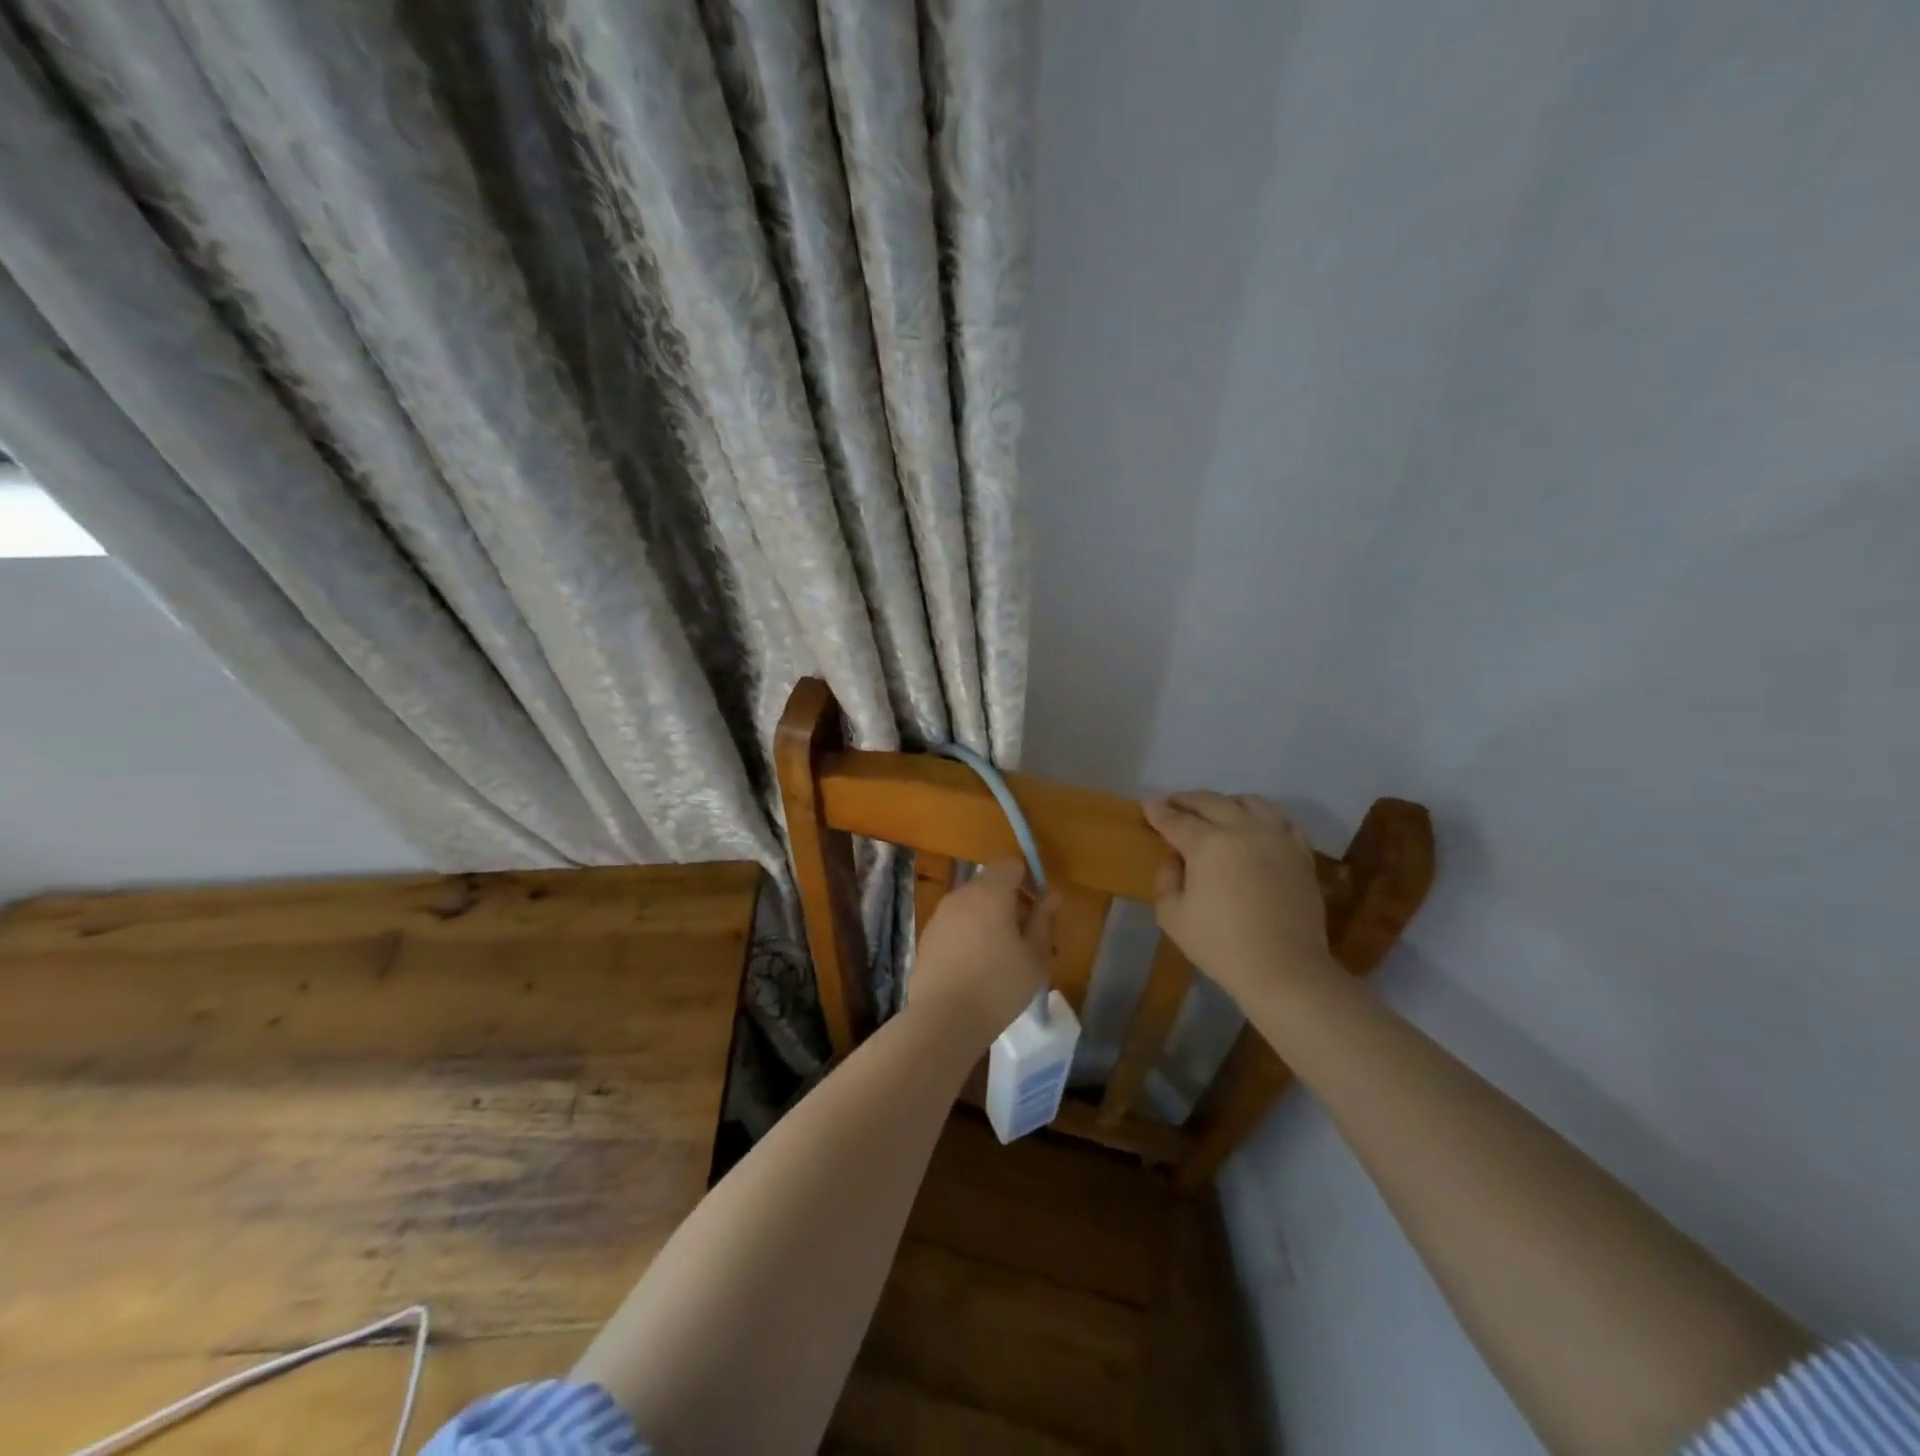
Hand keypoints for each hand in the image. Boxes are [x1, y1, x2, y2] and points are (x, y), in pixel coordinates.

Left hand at [910, 860, 1056, 1044]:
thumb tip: (1052, 896)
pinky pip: (957, 924)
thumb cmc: (998, 985)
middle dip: (1012, 903)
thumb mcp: (1035, 956)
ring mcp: (940, 915)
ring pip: (973, 906)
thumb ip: (1044, 920)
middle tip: (1030, 938)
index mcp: (990, 891)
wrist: (942, 1019)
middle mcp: (961, 895)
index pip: (1011, 864)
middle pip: (991, 884)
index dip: (1029, 878)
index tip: (1041, 907)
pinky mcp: (928, 937)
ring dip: (991, 920)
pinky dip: (971, 934)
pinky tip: (980, 967)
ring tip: (1007, 957)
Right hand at [1143, 792, 1335, 1005]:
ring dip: (1225, 802)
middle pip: (1210, 801)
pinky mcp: (1300, 851)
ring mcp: (1276, 837)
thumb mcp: (1172, 917)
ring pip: (1249, 801)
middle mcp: (1242, 829)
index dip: (1157, 811)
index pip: (1175, 819)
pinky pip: (1280, 819)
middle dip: (1186, 800)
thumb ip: (1166, 880)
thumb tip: (1176, 859)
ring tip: (1214, 811)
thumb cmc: (1221, 945)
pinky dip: (1261, 815)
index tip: (1147, 804)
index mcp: (1207, 844)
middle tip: (1173, 804)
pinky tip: (1254, 825)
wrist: (1285, 970)